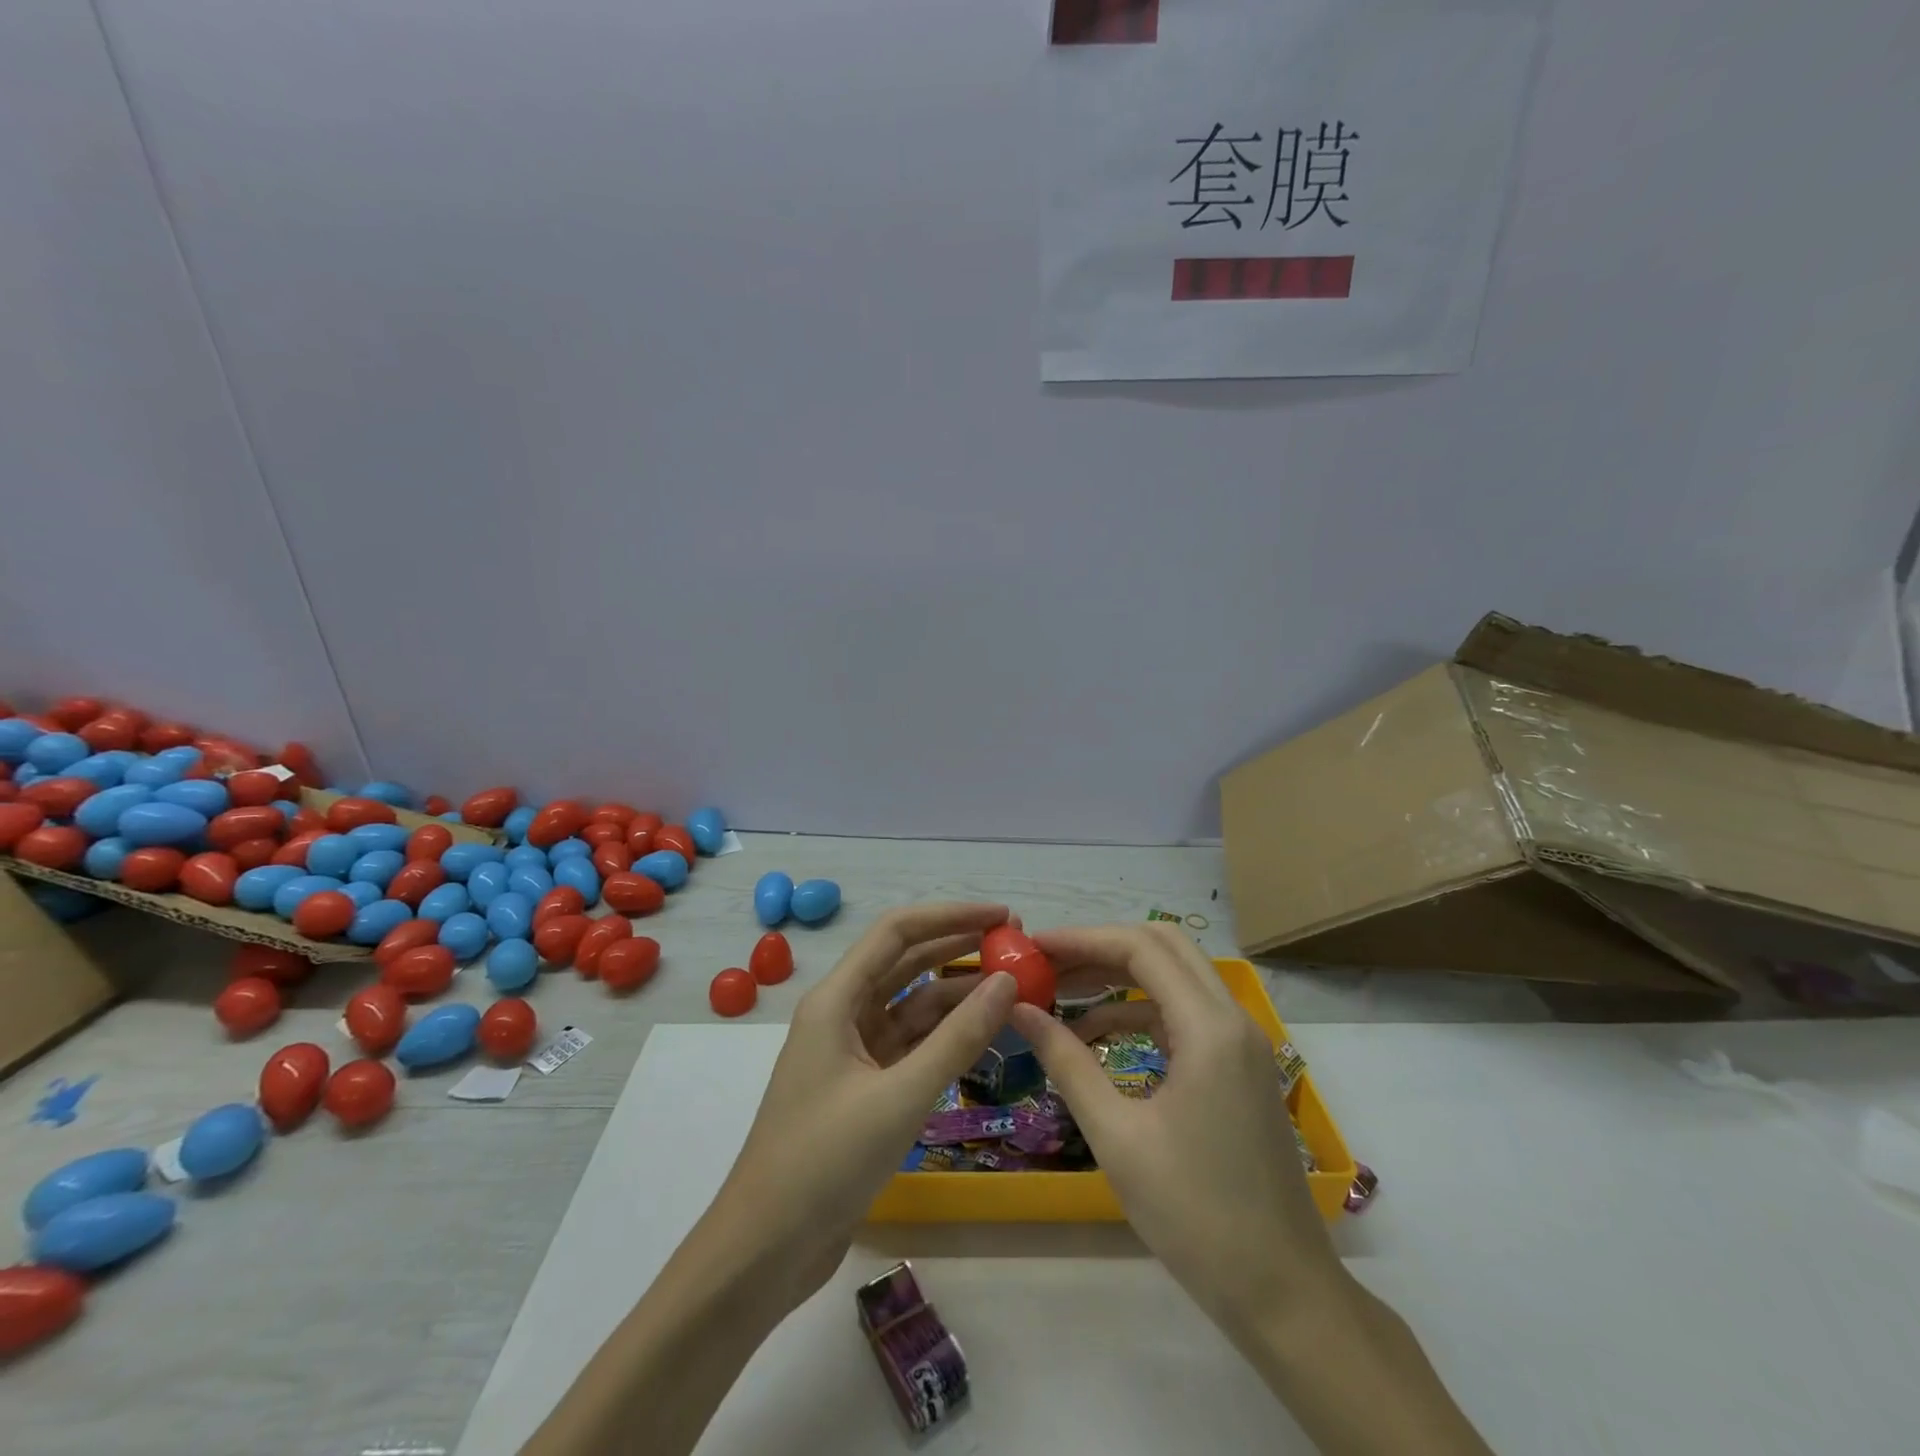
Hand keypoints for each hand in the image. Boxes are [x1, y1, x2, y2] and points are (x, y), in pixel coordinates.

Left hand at [707, 902, 1019, 1309]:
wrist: (765, 1250)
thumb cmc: (824, 1162)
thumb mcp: (900, 1097)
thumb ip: (958, 1038)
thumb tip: (1008, 982)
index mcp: (836, 999)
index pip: (897, 932)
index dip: (950, 916)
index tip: (1002, 916)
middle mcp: (842, 1014)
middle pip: (905, 963)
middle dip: (957, 948)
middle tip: (1014, 947)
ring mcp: (852, 1052)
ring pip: (911, 1006)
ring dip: (957, 995)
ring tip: (1011, 989)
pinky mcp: (862, 1088)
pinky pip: (910, 1046)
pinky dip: (945, 1037)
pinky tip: (983, 1035)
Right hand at [1010, 923, 1343, 1340]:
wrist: (1282, 1294)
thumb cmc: (1195, 1216)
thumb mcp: (1117, 1136)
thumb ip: (1067, 1061)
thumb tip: (1019, 1010)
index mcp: (1209, 1029)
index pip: (1140, 949)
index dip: (1082, 940)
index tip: (1032, 947)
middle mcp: (1233, 1019)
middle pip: (1163, 947)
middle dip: (1101, 947)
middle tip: (1049, 963)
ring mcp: (1242, 1043)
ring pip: (1176, 976)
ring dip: (1119, 976)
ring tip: (1061, 994)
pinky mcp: (1239, 1066)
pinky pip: (1184, 1013)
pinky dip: (1140, 1010)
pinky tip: (1098, 1035)